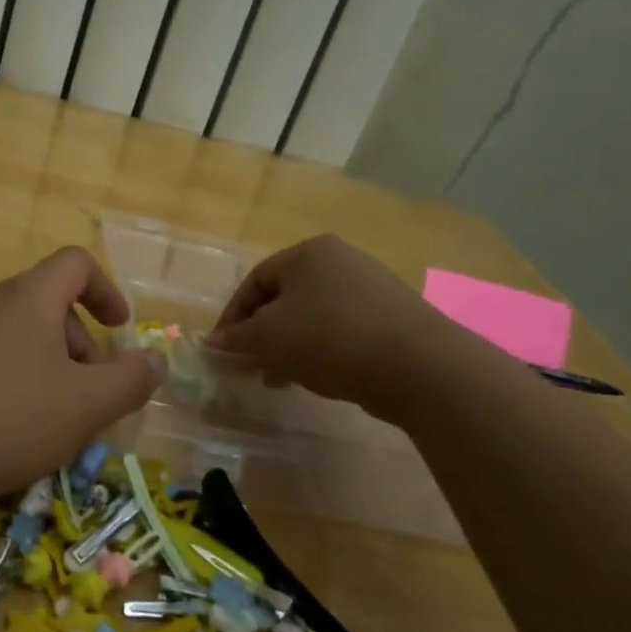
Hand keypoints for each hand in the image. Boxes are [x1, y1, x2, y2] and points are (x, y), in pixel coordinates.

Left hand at [0, 247, 165, 506]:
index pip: (75, 263)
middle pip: (47, 302)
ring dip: (46, 363)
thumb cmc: (9, 419)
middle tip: (87, 393)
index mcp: (28, 298)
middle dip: (79, 342)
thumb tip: (156, 361)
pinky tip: (5, 424)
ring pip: (16, 332)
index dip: (106, 290)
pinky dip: (11, 376)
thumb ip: (130, 380)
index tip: (119, 330)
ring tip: (50, 415)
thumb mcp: (86, 406)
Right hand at [208, 235, 457, 418]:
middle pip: (285, 297)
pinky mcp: (394, 318)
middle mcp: (342, 261)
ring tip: (278, 378)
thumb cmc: (328, 337)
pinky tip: (316, 378)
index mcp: (309, 252)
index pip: (255, 281)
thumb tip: (213, 343)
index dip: (232, 316)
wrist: (417, 365)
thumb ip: (236, 338)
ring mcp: (373, 288)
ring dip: (289, 346)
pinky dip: (321, 351)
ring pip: (313, 316)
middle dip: (261, 333)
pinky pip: (342, 331)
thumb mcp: (268, 337)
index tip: (221, 349)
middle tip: (249, 364)